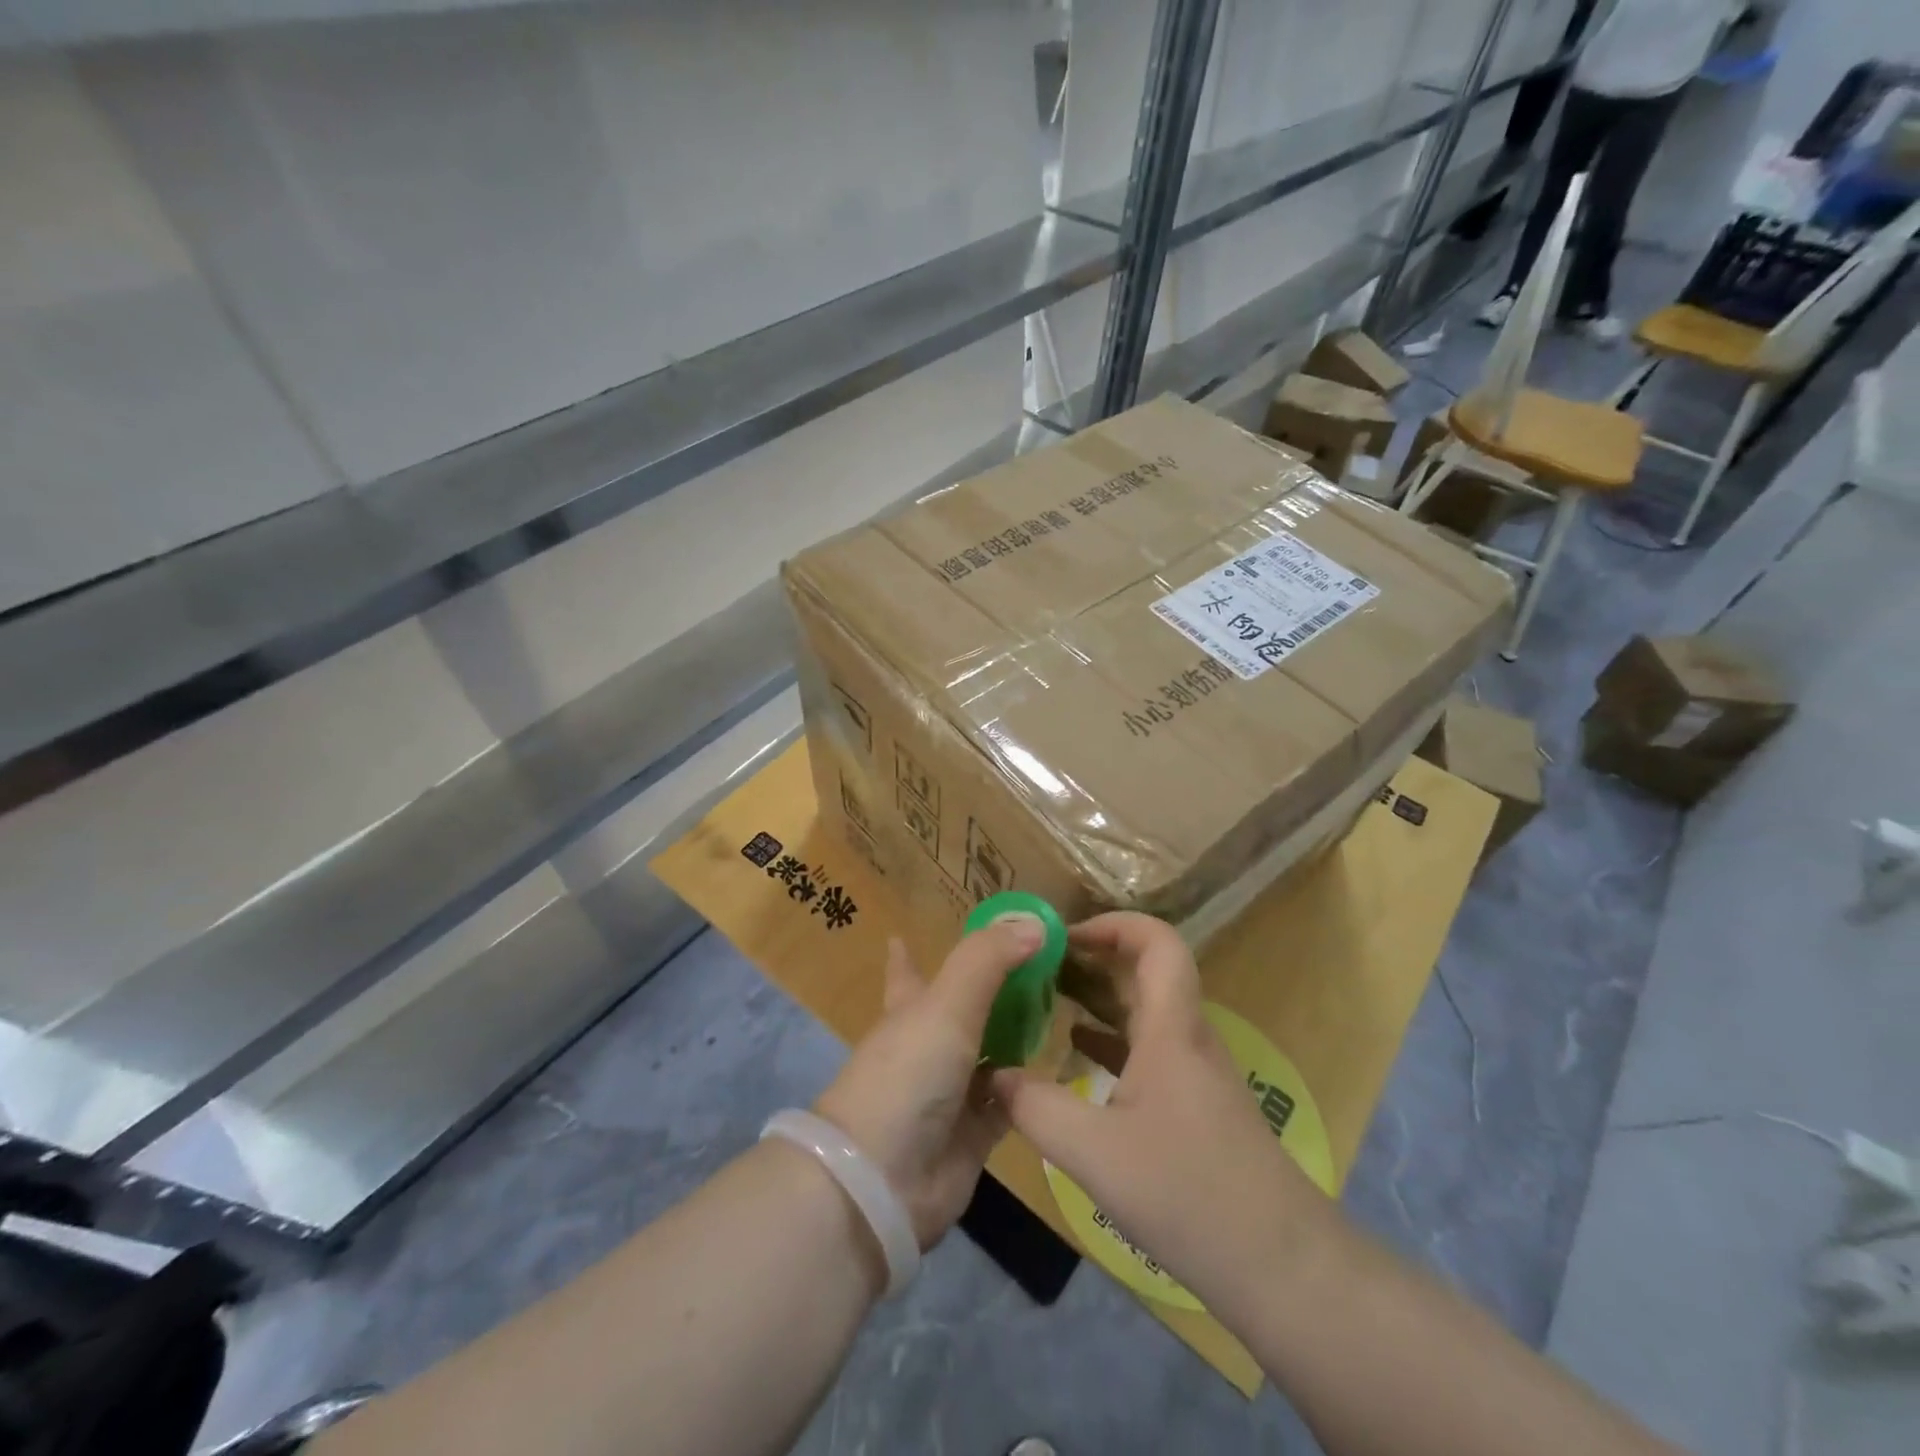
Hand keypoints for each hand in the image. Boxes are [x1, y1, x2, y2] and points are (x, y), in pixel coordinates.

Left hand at [813, 917, 1040, 1248]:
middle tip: (1033, 969)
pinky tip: (1058, 1072)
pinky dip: (1029, 1089)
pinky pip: (1009, 1104)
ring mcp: (950, 1092)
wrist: (883, 1180)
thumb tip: (1034, 923)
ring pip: (989, 1056)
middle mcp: (928, 1047)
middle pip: (960, 1012)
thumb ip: (988, 959)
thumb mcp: (946, 1004)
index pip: (906, 973)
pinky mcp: (974, 1135)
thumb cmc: (908, 1074)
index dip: (905, 955)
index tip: (902, 935)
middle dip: (988, 992)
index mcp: (910, 1010)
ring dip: (1016, 1037)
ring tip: (1058, 1011)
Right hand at [990, 913, 1330, 1312]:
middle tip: (1038, 965)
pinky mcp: (1196, 1103)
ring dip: (1099, 997)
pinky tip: (1077, 1053)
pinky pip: (1148, 1049)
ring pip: (1145, 1011)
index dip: (1114, 924)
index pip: (1158, 942)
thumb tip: (992, 1075)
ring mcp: (1195, 1071)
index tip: (1064, 936)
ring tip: (1045, 998)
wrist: (1281, 1265)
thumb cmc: (1188, 1192)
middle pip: (1146, 971)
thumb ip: (1035, 1108)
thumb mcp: (1094, 1153)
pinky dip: (1111, 1038)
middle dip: (1093, 957)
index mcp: (1171, 1029)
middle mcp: (1187, 1037)